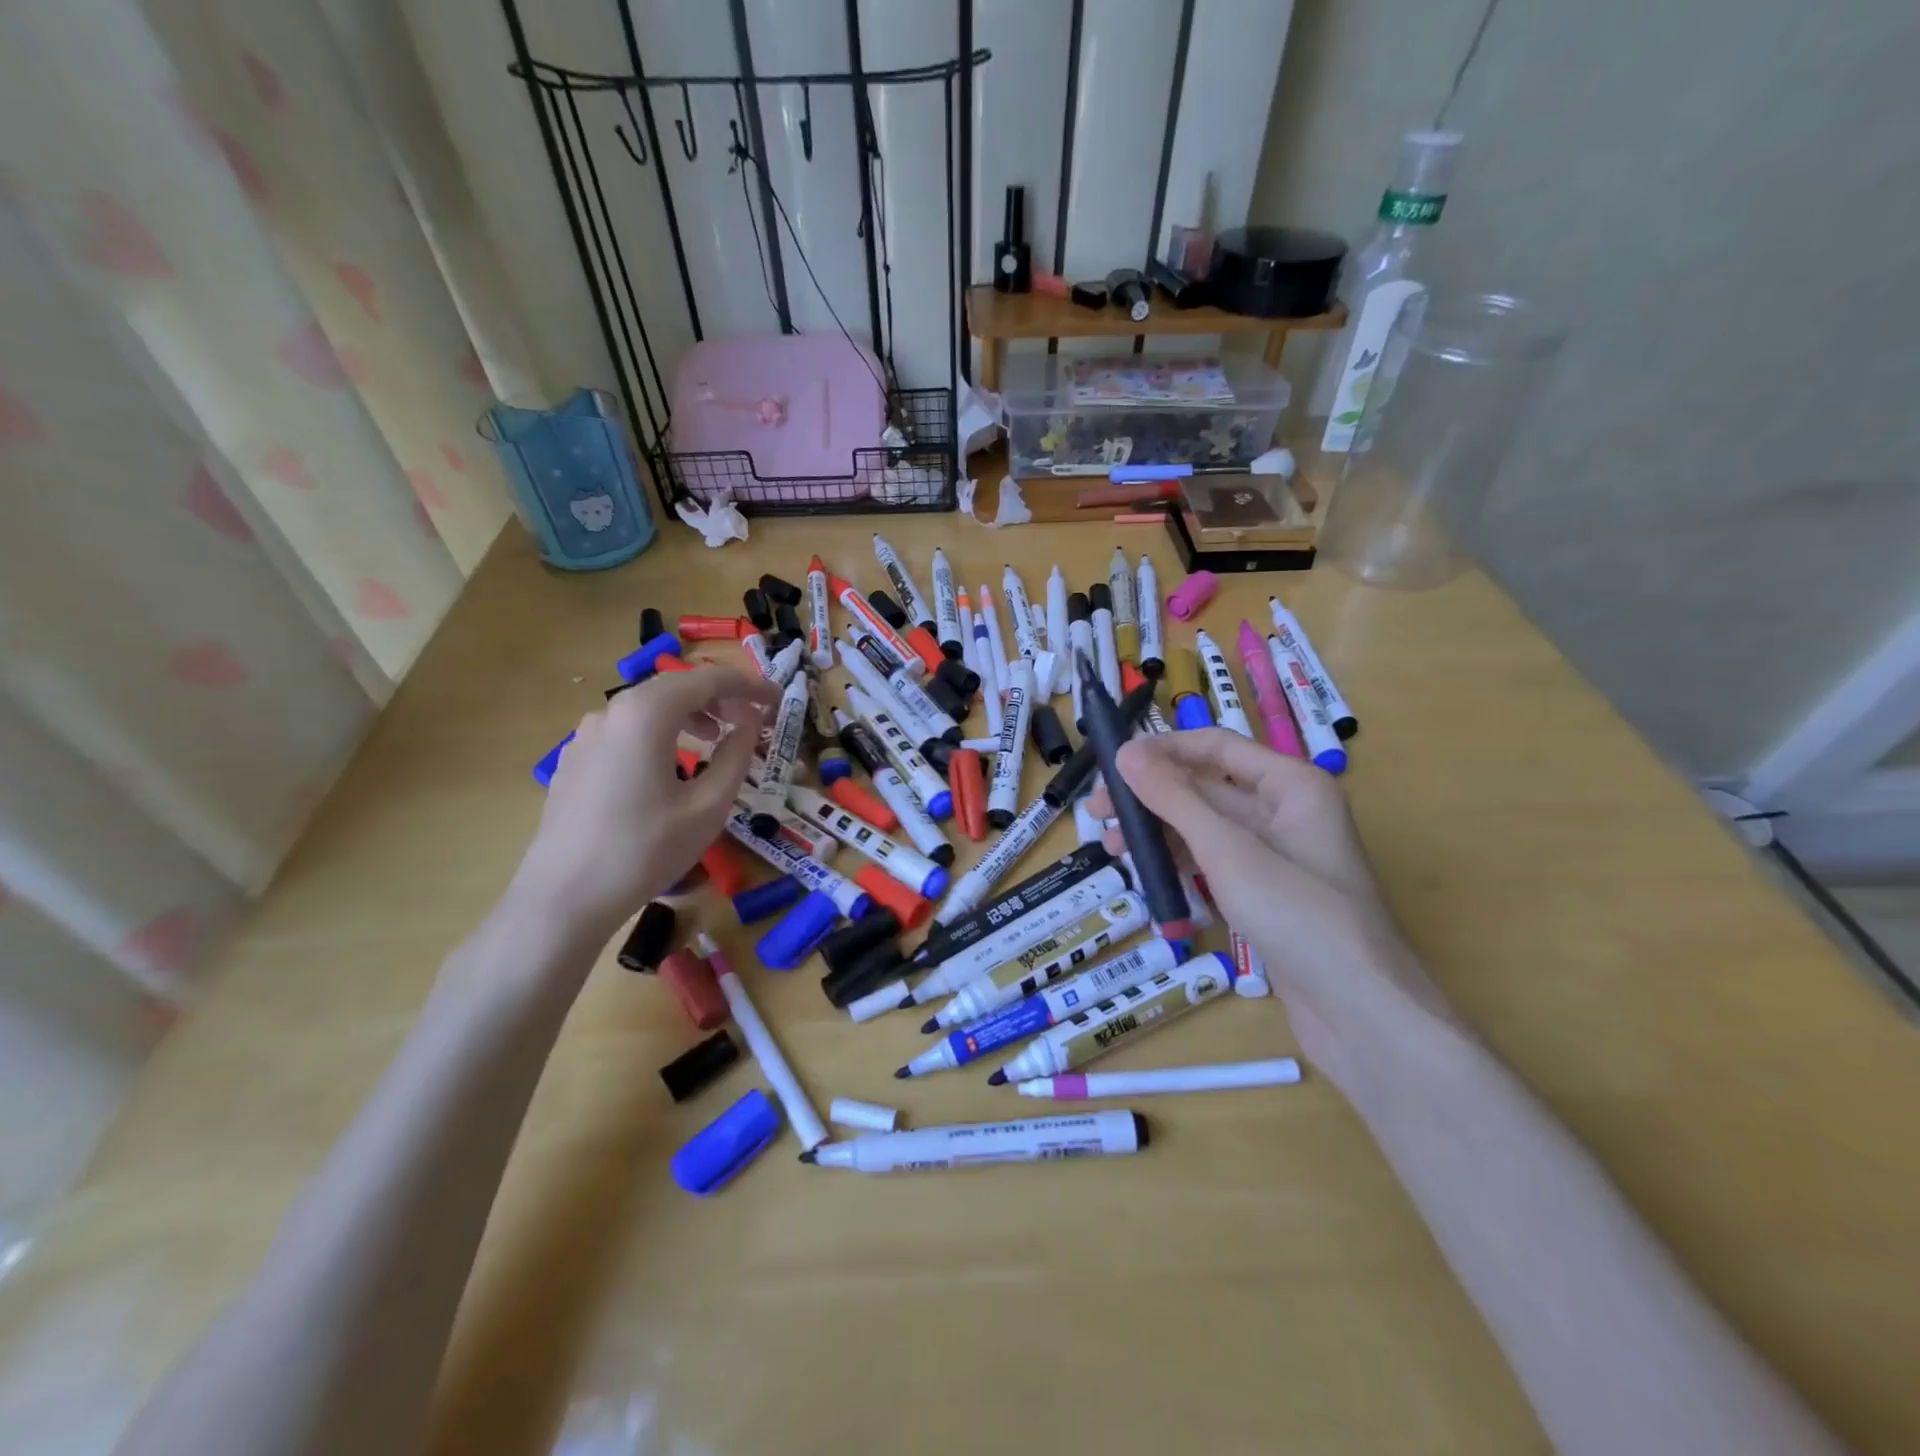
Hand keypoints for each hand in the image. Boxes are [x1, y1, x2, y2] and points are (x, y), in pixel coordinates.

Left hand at [508, 665, 776, 944]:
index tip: (778, 701)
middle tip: (752, 721)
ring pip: (649, 707)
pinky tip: (671, 765)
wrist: (564, 898)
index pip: (708, 680)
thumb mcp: (708, 806)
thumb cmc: (646, 850)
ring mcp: (587, 734)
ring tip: (716, 739)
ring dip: (689, 714)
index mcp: (646, 714)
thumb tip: (750, 724)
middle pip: (676, 687)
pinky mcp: (575, 759)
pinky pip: (627, 730)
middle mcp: (612, 711)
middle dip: (719, 697)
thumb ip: (736, 756)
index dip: (749, 686)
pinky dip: (660, 732)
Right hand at [1092, 729, 1456, 1088]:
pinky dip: (1182, 864)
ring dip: (1161, 833)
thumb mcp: (1228, 851)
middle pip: (1207, 788)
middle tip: (1100, 815)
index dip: (1162, 750)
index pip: (1215, 747)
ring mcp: (1278, 856)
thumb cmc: (1299, 916)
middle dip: (1153, 798)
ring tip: (1115, 851)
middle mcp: (1286, 811)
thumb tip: (1125, 752)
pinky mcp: (1269, 895)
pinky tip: (1151, 877)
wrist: (1362, 1013)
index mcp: (1291, 785)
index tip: (1109, 765)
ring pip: (1207, 829)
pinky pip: (1216, 863)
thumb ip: (1175, 799)